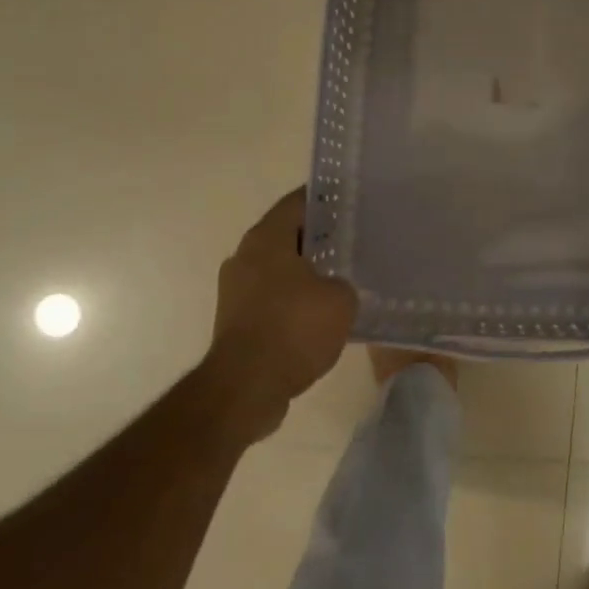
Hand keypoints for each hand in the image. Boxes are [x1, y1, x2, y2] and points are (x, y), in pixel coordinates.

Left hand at [204, 189, 357, 441]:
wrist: (246, 389)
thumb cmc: (294, 329)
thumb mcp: (341, 300)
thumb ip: (343, 283)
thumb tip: (334, 288)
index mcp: (266, 238)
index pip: (298, 202)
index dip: (326, 199)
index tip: (351, 202)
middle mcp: (245, 256)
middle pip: (287, 235)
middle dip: (318, 238)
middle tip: (352, 241)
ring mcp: (235, 290)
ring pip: (279, 268)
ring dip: (305, 273)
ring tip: (341, 279)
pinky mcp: (235, 321)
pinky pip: (272, 298)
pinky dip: (293, 301)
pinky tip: (321, 315)